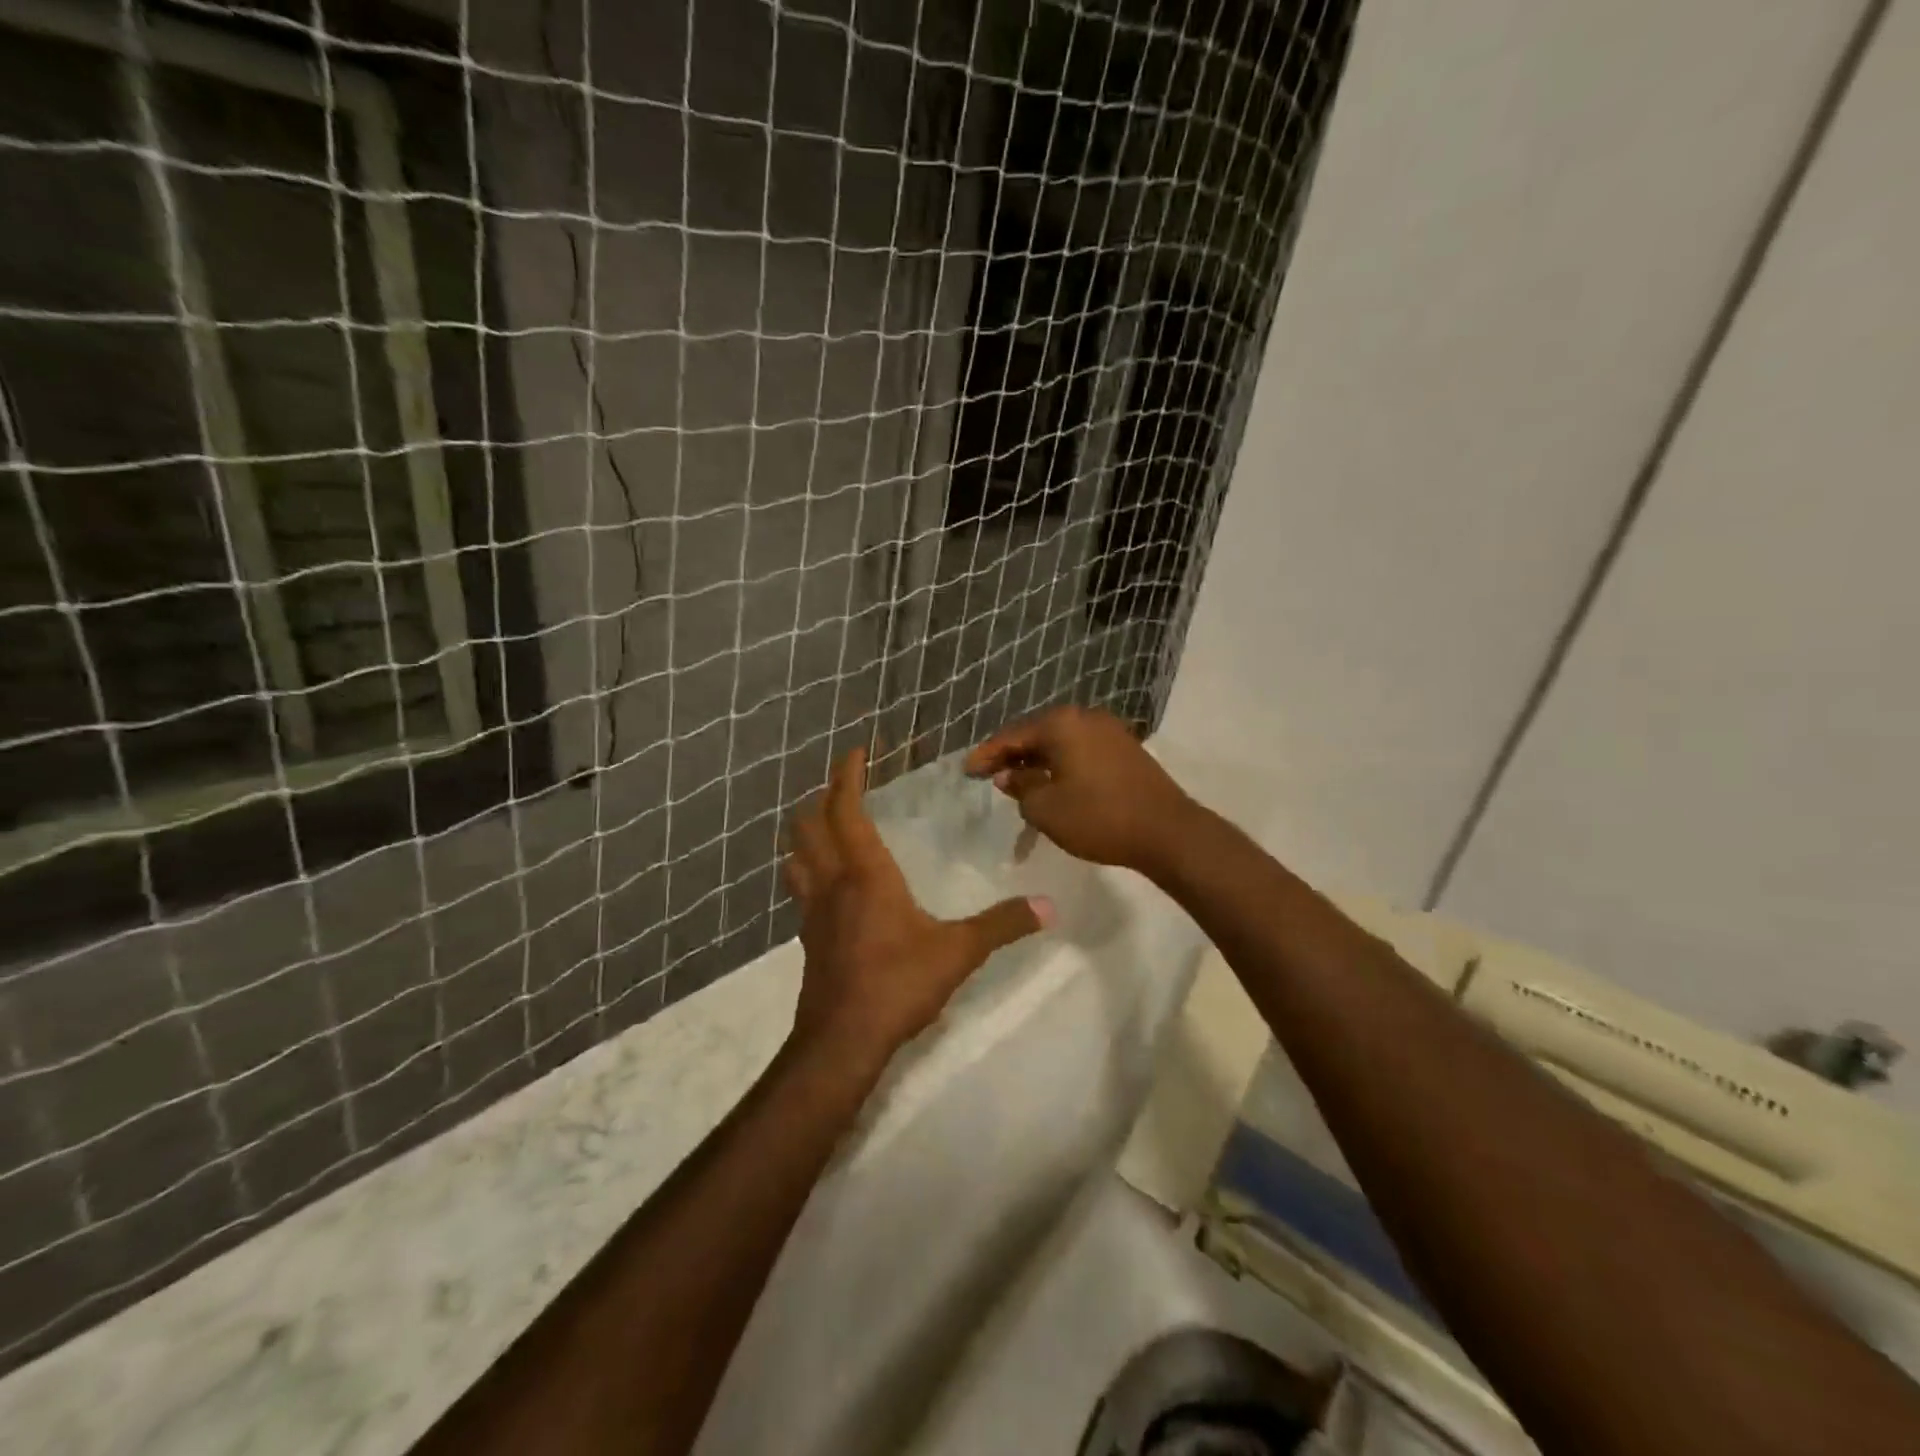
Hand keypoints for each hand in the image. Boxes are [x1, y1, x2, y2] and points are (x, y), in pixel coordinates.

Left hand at [783, 748, 1049, 1067]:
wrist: (841, 1040)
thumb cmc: (897, 984)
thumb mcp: (958, 952)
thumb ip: (1002, 925)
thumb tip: (1048, 906)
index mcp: (865, 874)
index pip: (846, 811)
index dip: (846, 777)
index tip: (856, 751)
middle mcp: (832, 882)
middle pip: (809, 825)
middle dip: (821, 796)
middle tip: (842, 784)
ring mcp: (813, 910)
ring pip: (797, 854)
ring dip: (806, 829)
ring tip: (826, 822)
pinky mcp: (808, 937)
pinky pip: (801, 886)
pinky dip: (808, 866)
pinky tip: (828, 881)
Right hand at [965, 706, 1195, 875]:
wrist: (1167, 831)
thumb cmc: (1099, 818)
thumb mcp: (1046, 809)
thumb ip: (1020, 788)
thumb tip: (1009, 776)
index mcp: (1061, 724)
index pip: (1011, 735)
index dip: (986, 754)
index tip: (967, 771)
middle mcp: (1084, 717)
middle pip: (1036, 733)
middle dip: (1011, 755)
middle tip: (989, 775)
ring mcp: (1108, 730)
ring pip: (1059, 742)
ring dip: (1036, 760)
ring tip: (1017, 782)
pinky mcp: (1124, 747)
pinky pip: (1080, 750)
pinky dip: (1060, 763)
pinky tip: (1052, 782)